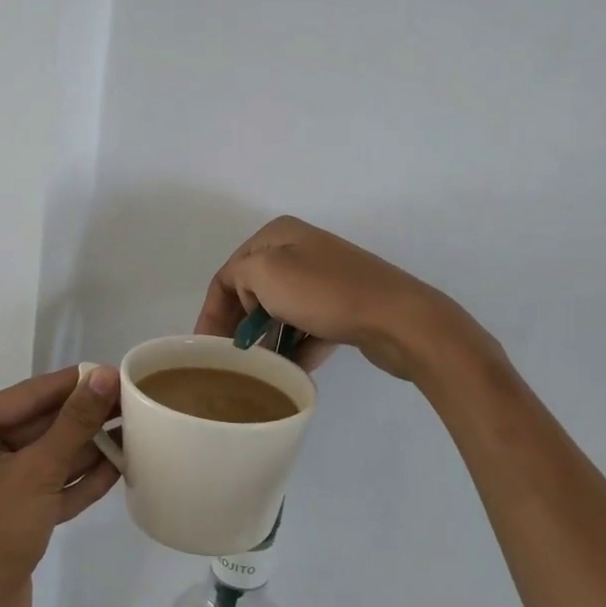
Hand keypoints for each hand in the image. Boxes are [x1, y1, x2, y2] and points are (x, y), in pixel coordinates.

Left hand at [0, 364, 121, 606]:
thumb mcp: (36, 471)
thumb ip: (74, 422)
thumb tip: (105, 375)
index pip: (29, 395)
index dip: (75, 384)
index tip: (118, 371)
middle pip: (39, 425)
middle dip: (85, 419)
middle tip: (135, 404)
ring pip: (47, 457)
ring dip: (87, 450)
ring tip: (136, 432)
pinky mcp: (10, 516)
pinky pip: (48, 487)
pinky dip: (78, 481)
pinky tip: (118, 468)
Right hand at [195, 216, 493, 382]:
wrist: (398, 319)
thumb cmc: (325, 293)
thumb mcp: (265, 272)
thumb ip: (238, 278)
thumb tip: (249, 300)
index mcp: (278, 235)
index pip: (229, 273)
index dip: (213, 311)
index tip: (206, 348)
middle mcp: (300, 250)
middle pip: (253, 292)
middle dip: (240, 325)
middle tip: (231, 360)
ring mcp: (325, 278)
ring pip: (280, 312)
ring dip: (268, 340)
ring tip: (259, 368)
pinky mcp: (344, 306)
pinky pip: (308, 327)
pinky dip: (297, 347)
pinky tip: (290, 371)